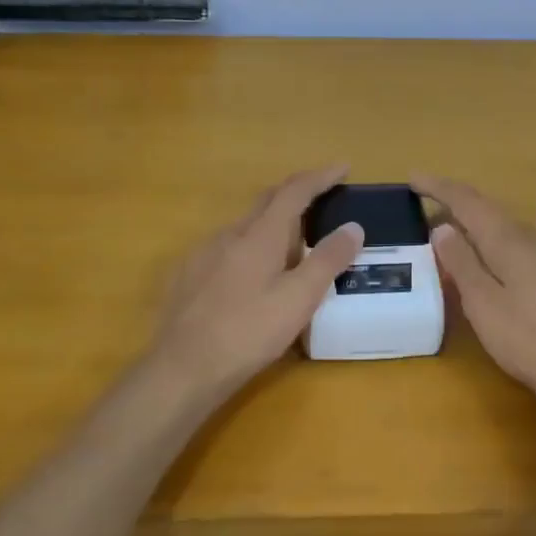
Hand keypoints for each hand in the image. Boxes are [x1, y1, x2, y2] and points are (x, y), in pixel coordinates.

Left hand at [143, 166, 365, 407]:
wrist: (182, 369)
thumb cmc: (248, 333)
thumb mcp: (299, 299)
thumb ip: (328, 260)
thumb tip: (353, 226)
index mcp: (259, 235)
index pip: (294, 192)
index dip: (320, 177)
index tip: (342, 167)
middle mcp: (230, 234)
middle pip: (266, 201)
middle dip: (296, 193)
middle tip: (322, 199)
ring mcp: (204, 254)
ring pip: (245, 226)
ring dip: (273, 223)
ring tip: (294, 244)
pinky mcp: (189, 275)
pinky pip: (227, 247)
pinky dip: (251, 246)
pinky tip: (254, 274)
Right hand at [414, 174, 535, 414]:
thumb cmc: (530, 340)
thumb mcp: (485, 304)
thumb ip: (462, 263)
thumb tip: (442, 227)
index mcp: (507, 241)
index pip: (468, 201)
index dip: (438, 187)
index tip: (412, 178)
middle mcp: (529, 239)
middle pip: (487, 209)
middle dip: (453, 201)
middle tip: (423, 202)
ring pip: (501, 226)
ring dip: (471, 222)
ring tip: (445, 231)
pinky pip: (513, 244)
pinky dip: (488, 241)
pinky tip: (483, 260)